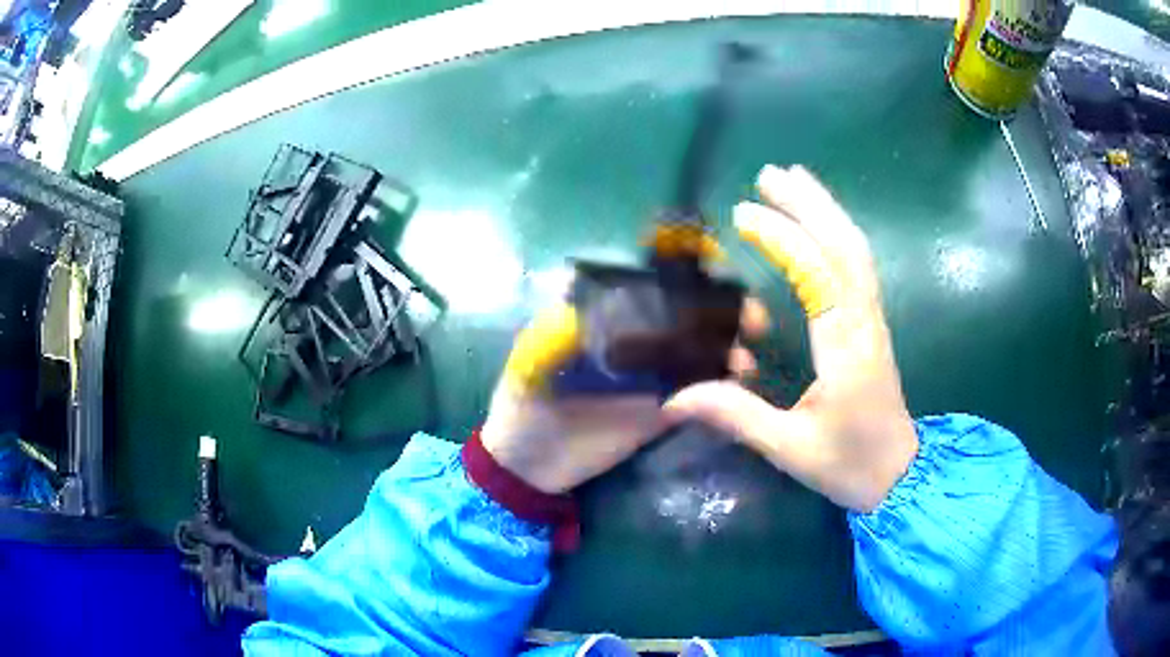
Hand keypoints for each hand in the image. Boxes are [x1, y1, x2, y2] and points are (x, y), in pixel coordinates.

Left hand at [482, 302, 763, 494]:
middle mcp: (632, 344)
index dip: (684, 278)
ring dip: (724, 353)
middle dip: (719, 315)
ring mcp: (648, 379)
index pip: (650, 288)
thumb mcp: (532, 360)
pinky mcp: (657, 414)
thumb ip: (557, 328)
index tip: (717, 274)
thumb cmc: (523, 404)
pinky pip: (693, 397)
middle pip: (683, 319)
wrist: (528, 467)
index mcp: (603, 322)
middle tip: (752, 319)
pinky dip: (717, 391)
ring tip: (745, 361)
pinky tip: (737, 389)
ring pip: (695, 356)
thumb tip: (574, 283)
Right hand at [664, 165, 917, 512]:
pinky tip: (819, 222)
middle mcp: (865, 322)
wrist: (900, 476)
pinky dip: (837, 233)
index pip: (817, 275)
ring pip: (855, 250)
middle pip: (844, 246)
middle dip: (808, 204)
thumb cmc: (848, 464)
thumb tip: (674, 399)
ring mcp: (873, 319)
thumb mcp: (790, 448)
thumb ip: (736, 417)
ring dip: (826, 209)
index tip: (742, 216)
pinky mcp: (872, 323)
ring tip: (793, 179)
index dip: (782, 239)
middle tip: (769, 174)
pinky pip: (857, 265)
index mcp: (846, 348)